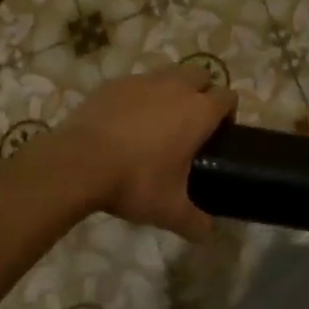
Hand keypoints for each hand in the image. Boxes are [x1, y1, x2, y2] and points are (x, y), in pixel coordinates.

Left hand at [47, 66, 237, 240]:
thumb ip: (195, 222)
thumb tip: (208, 234)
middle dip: (203, 93)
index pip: (228, 97)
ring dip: (173, 90)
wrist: (79, 162)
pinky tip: (127, 121)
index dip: (229, 112)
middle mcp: (176, 87)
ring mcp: (143, 80)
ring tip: (160, 120)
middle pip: (201, 75)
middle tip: (193, 124)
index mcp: (198, 112)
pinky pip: (138, 83)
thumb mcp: (169, 210)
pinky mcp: (115, 83)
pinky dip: (140, 96)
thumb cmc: (135, 181)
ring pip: (169, 75)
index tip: (221, 132)